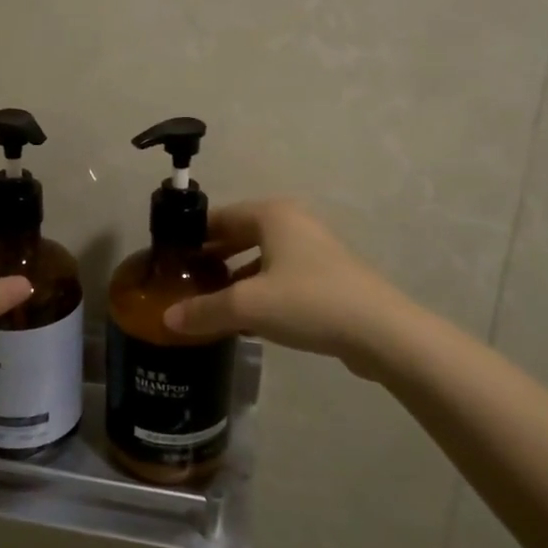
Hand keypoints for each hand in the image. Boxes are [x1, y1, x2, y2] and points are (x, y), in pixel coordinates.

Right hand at [164, 199, 403, 376]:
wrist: (380, 332)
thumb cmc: (308, 302)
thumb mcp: (247, 306)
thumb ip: (204, 310)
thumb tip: (167, 319)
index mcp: (272, 215)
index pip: (219, 217)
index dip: (192, 237)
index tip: (170, 260)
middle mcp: (293, 224)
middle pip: (240, 236)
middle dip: (213, 259)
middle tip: (185, 283)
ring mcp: (314, 251)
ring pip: (261, 259)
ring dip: (236, 279)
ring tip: (209, 305)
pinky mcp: (327, 278)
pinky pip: (281, 278)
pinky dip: (260, 292)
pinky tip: (245, 322)